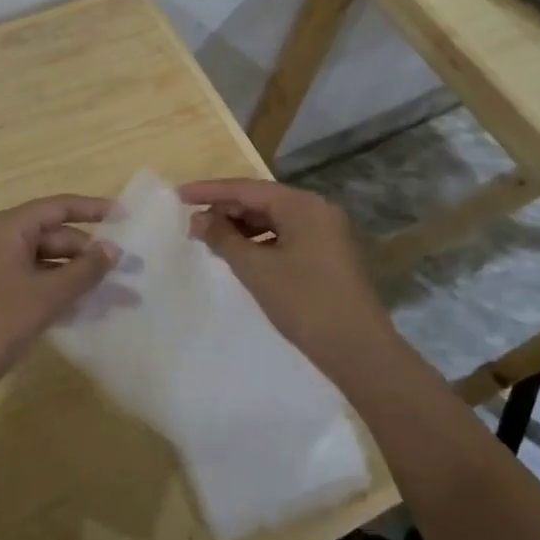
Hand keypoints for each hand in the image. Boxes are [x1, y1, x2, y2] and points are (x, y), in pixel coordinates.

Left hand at [0, 194, 117, 401]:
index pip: (58, 207)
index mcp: (9, 228)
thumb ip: (83, 271)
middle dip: (92, 253)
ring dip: (80, 276)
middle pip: (56, 236)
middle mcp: (3, 239)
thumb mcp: (46, 296)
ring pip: (49, 261)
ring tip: (119, 293)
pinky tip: (90, 306)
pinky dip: (62, 289)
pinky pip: (38, 280)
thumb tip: (113, 250)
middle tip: (129, 269)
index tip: (126, 217)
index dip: (93, 210)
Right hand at [180, 178, 394, 383]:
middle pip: (261, 200)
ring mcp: (326, 232)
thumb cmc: (305, 303)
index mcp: (302, 205)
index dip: (209, 191)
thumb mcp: (256, 269)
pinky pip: (286, 236)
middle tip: (191, 221)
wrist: (360, 351)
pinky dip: (260, 241)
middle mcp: (316, 210)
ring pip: (273, 219)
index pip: (246, 189)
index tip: (179, 195)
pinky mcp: (328, 254)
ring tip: (210, 239)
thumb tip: (198, 219)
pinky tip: (241, 255)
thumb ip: (223, 238)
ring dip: (241, 227)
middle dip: (225, 210)